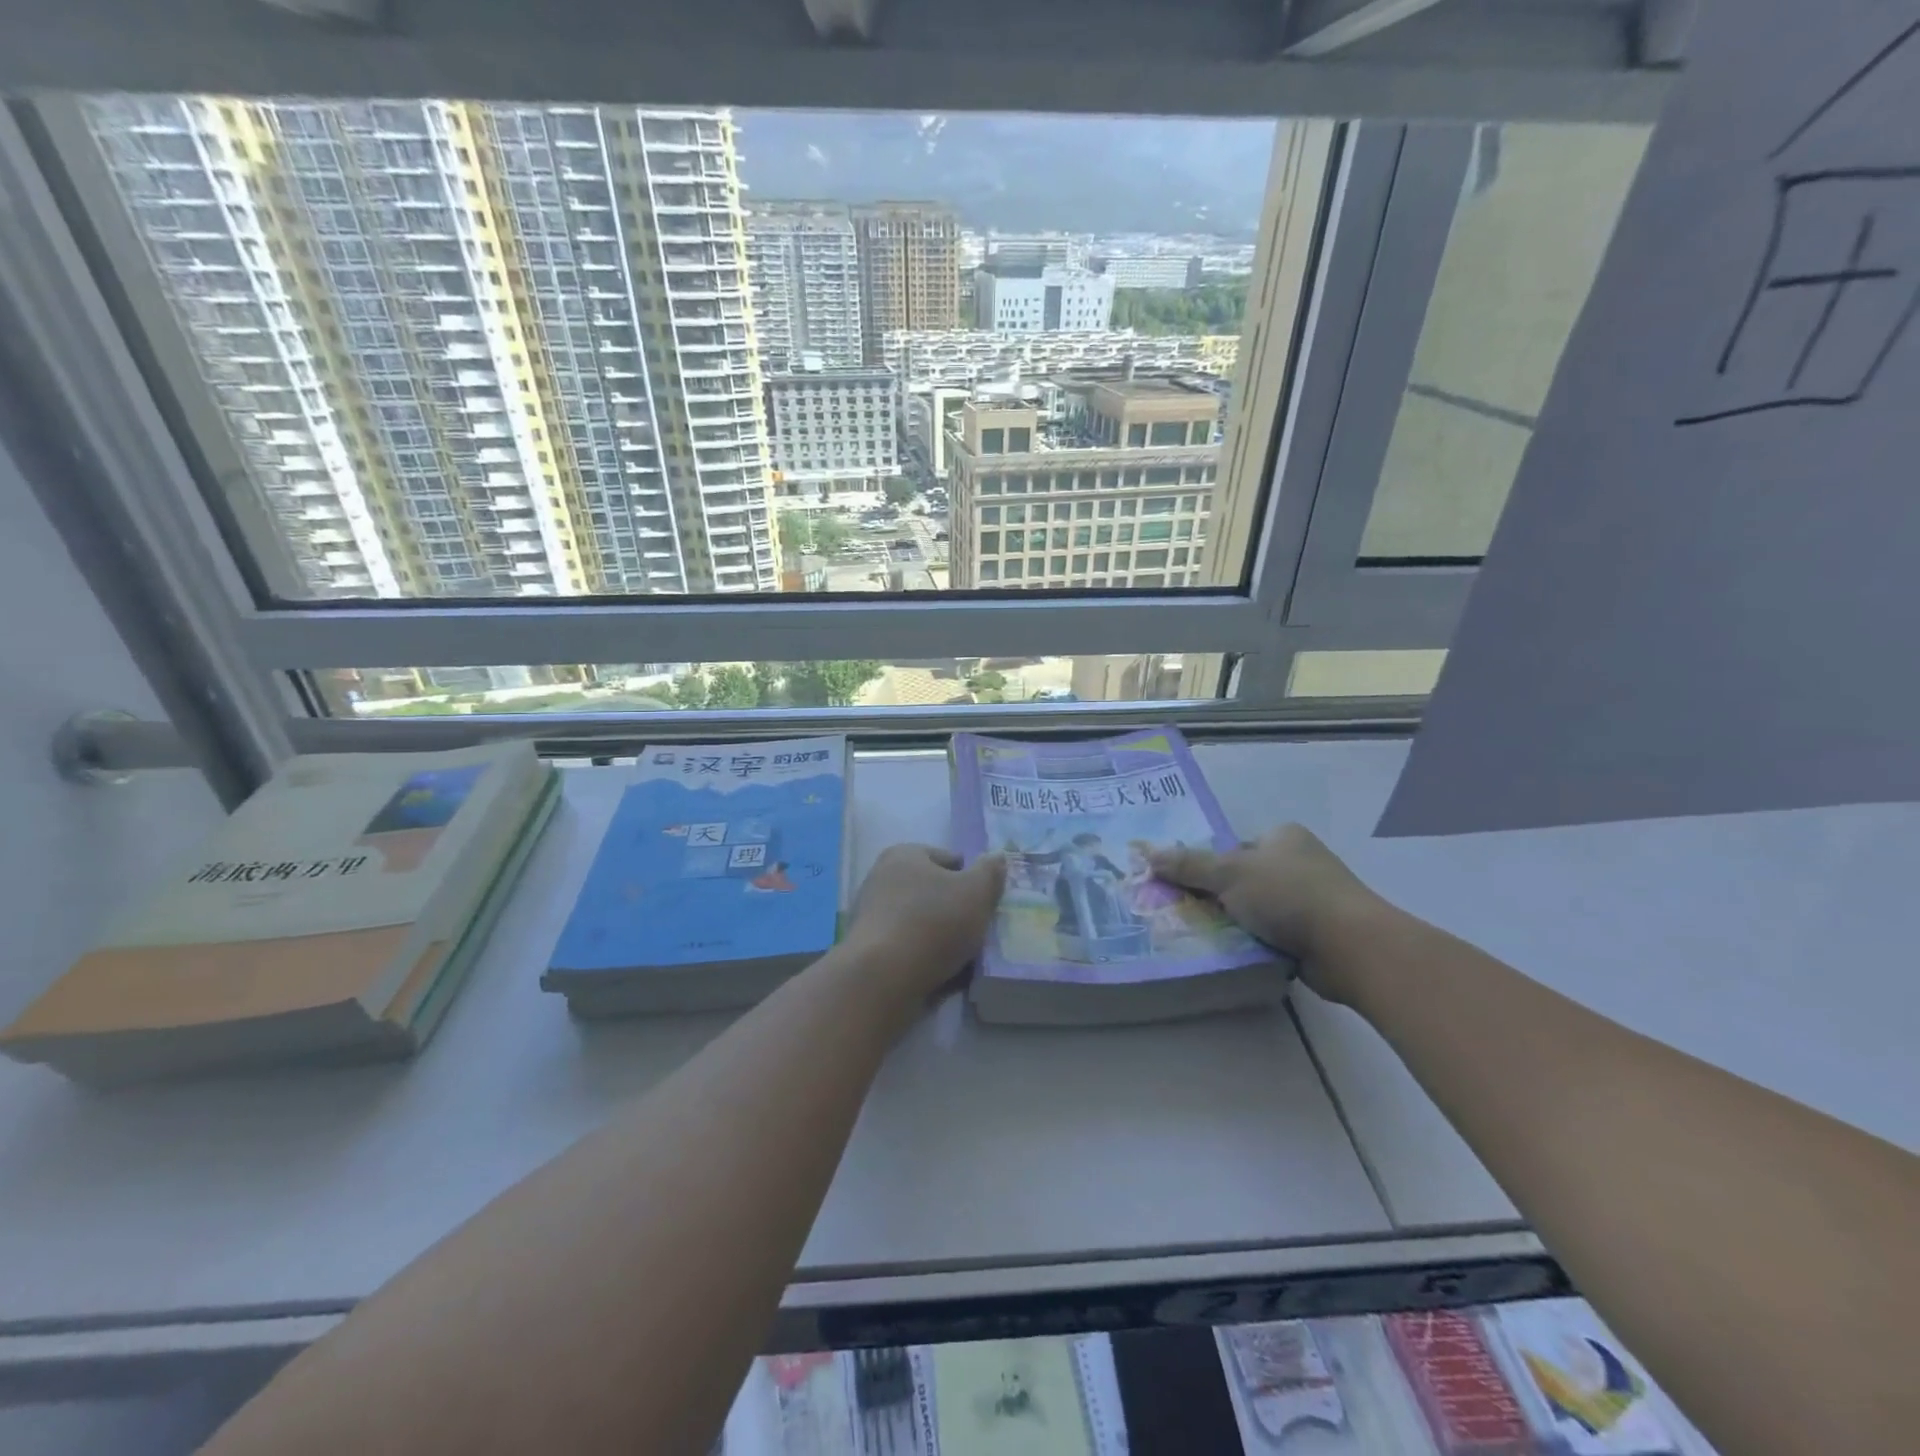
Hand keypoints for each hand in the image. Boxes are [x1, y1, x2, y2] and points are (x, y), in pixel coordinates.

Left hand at [842, 845, 1005, 1005]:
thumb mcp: (976, 891)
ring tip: (970, 960)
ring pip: (924, 925)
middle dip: (957, 911)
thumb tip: (997, 857)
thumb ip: (990, 872)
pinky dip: (929, 961)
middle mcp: (882, 880)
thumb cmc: (933, 922)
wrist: (883, 980)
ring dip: (945, 940)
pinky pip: (911, 952)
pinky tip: (948, 977)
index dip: (972, 878)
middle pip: (934, 893)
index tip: (987, 902)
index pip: (948, 859)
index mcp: (903, 855)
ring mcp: (872, 919)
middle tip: (982, 931)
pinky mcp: (871, 954)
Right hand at [1151, 825, 1385, 1004]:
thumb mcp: (1229, 873)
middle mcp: (1298, 863)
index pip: (1234, 847)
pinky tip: (1232, 953)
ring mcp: (1310, 900)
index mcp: (1283, 837)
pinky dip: (1254, 943)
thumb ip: (1188, 865)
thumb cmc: (1289, 894)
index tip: (1182, 885)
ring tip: (1201, 936)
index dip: (1207, 864)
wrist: (1350, 947)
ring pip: (1255, 910)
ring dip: (1234, 923)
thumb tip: (1148, 855)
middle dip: (1216, 897)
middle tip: (1184, 912)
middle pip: (1242, 879)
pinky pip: (1272, 935)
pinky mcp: (1316, 935)